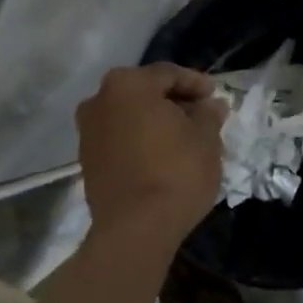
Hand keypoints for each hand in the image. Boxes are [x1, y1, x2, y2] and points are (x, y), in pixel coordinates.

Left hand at [76, 64, 227, 251]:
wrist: (135, 229)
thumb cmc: (176, 171)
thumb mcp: (205, 138)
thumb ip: (208, 114)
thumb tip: (212, 105)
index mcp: (127, 84)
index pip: (168, 74)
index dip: (196, 83)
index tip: (215, 96)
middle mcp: (99, 100)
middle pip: (144, 93)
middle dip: (174, 102)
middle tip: (202, 116)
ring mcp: (88, 132)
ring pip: (129, 116)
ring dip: (155, 122)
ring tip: (184, 138)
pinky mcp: (87, 161)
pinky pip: (119, 140)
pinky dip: (140, 141)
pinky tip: (162, 156)